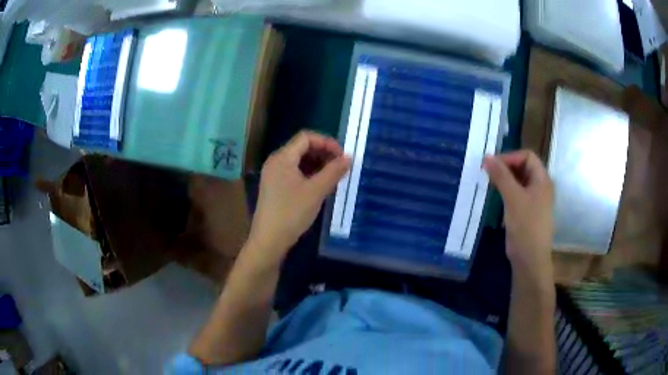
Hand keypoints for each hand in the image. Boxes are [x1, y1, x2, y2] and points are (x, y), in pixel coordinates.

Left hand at [247, 131, 350, 265]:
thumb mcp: (316, 191)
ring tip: (333, 177)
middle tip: (340, 167)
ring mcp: (273, 175)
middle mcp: (275, 162)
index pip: (306, 137)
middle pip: (302, 147)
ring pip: (299, 161)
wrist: (269, 241)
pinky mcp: (275, 187)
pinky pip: (294, 173)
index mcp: (282, 158)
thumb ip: (334, 172)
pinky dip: (309, 174)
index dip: (326, 142)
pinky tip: (320, 186)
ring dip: (317, 165)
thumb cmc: (291, 213)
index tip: (342, 156)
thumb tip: (349, 158)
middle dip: (323, 153)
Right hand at [483, 150, 553, 286]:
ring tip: (489, 183)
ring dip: (504, 179)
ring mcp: (534, 199)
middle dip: (506, 167)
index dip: (510, 157)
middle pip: (523, 167)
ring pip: (518, 181)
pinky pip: (516, 194)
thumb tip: (487, 157)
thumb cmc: (526, 226)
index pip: (527, 156)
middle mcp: (540, 186)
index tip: (492, 165)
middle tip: (488, 173)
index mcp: (542, 179)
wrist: (530, 259)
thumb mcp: (513, 198)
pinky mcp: (526, 211)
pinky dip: (505, 191)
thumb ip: (501, 176)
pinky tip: (495, 195)